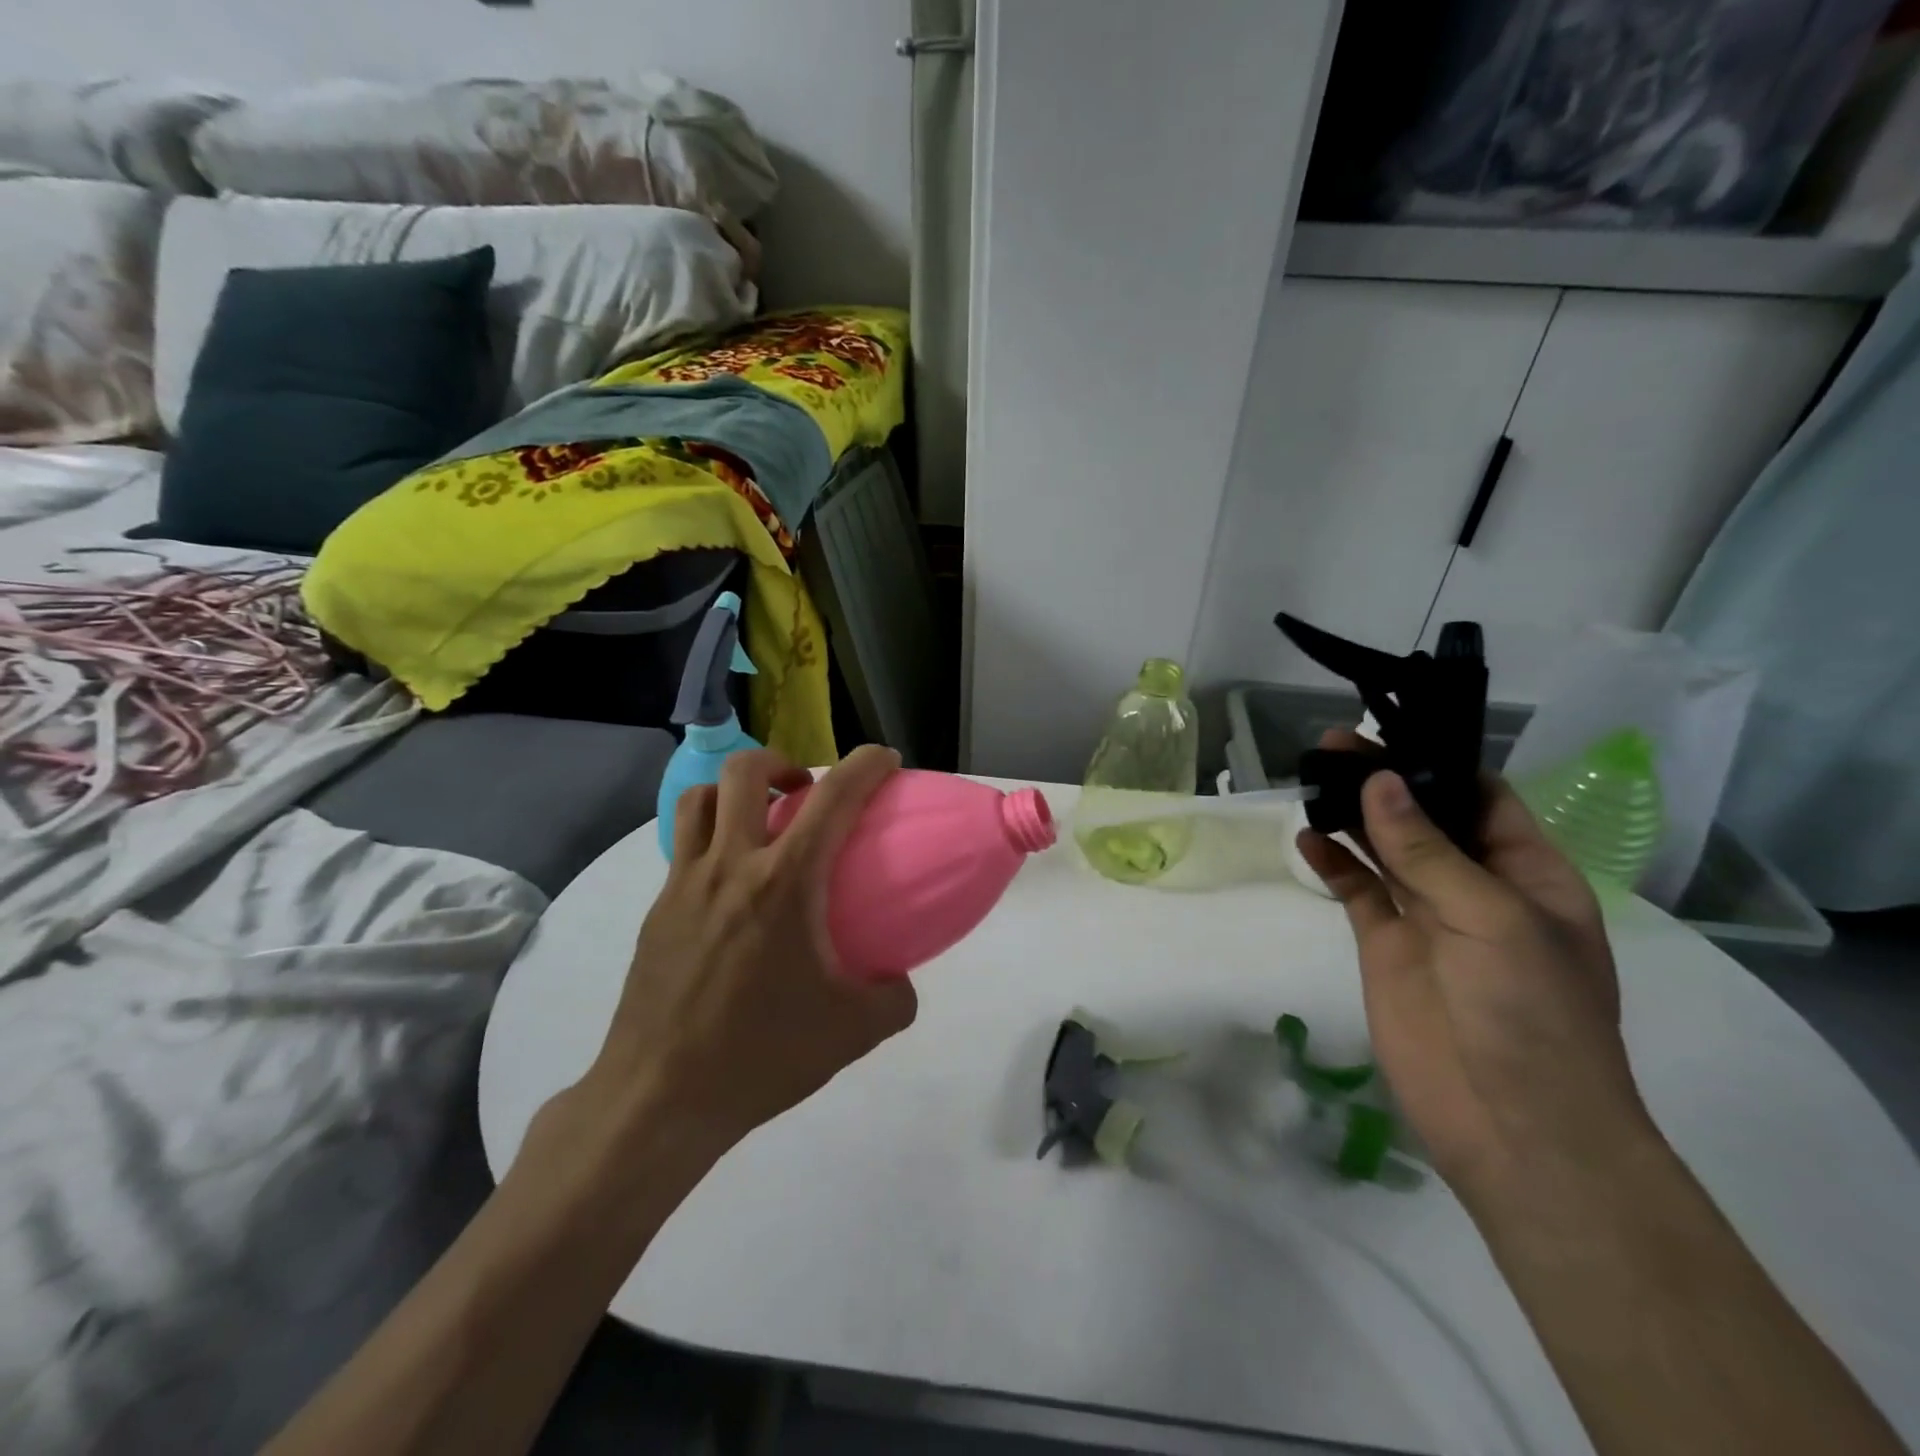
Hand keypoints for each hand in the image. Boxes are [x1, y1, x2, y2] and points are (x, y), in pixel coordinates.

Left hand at [567, 745, 917, 1150]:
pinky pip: (683, 848)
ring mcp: (683, 885)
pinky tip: (730, 885)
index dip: (865, 764)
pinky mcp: (656, 911)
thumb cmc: (761, 1056)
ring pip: (699, 799)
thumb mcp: (853, 1033)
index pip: (833, 797)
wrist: (659, 1099)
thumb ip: (894, 997)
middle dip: (782, 762)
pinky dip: (711, 838)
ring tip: (759, 822)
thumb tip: (900, 979)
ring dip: (734, 792)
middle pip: (744, 771)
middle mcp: (730, 866)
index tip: (884, 759)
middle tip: (805, 792)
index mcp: (785, 883)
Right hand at [1297, 734, 1655, 1206]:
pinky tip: (1306, 840)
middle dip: (1383, 781)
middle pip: (1424, 817)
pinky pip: (1356, 891)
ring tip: (1312, 778)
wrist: (1512, 1124)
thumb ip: (1427, 850)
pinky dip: (1332, 864)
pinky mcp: (1386, 945)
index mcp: (1527, 874)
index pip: (1481, 798)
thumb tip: (1380, 781)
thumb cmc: (1529, 1013)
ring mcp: (1427, 917)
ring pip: (1384, 849)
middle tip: (1331, 745)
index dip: (1437, 762)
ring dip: (1352, 815)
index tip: (1387, 731)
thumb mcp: (1490, 919)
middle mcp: (1475, 887)